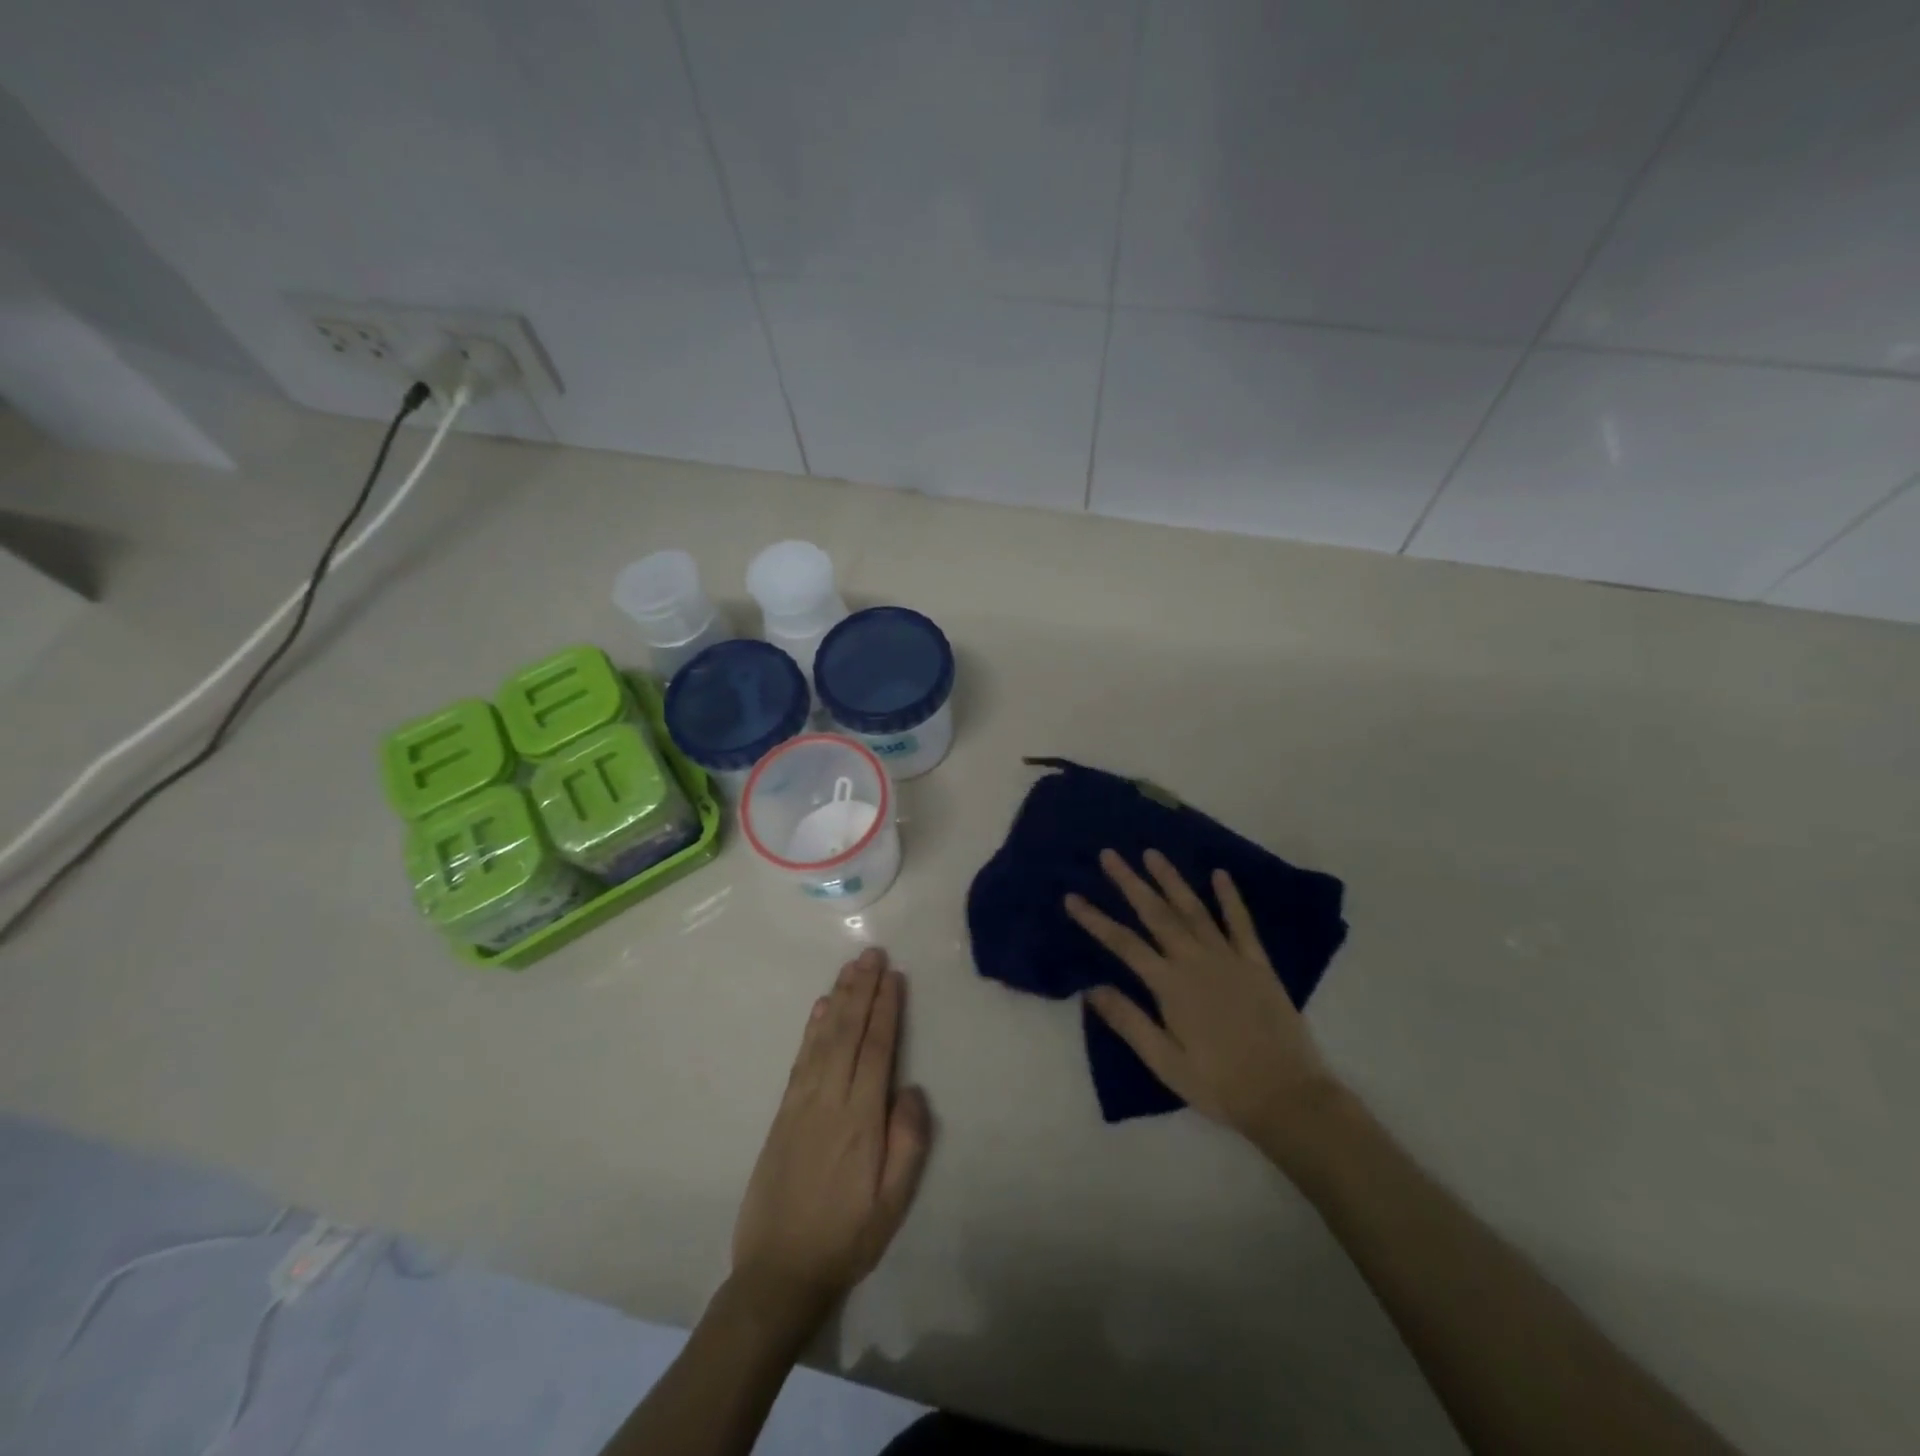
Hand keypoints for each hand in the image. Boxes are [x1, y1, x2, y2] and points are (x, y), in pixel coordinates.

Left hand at [731, 947, 932, 1327]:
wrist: (778, 1271)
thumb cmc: (847, 1237)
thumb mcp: (893, 1203)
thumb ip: (908, 1143)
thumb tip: (910, 1088)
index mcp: (861, 1118)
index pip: (877, 1049)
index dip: (886, 1010)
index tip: (893, 976)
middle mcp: (830, 1099)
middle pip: (848, 1032)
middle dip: (862, 990)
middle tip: (872, 954)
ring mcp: (802, 1102)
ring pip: (823, 1037)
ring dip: (838, 998)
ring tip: (851, 968)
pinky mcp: (783, 1112)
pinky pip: (801, 1057)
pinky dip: (812, 1027)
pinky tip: (820, 1007)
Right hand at [1065, 849, 1341, 1152]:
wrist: (1287, 1097)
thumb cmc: (1219, 1084)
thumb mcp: (1165, 1063)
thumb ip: (1129, 1022)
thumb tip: (1091, 989)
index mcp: (1170, 986)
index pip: (1124, 944)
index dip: (1096, 920)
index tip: (1073, 897)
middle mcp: (1196, 961)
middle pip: (1156, 914)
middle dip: (1130, 883)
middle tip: (1110, 855)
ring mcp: (1229, 958)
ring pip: (1194, 909)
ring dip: (1171, 880)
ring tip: (1152, 853)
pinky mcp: (1258, 964)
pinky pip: (1241, 924)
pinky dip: (1230, 898)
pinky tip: (1220, 874)